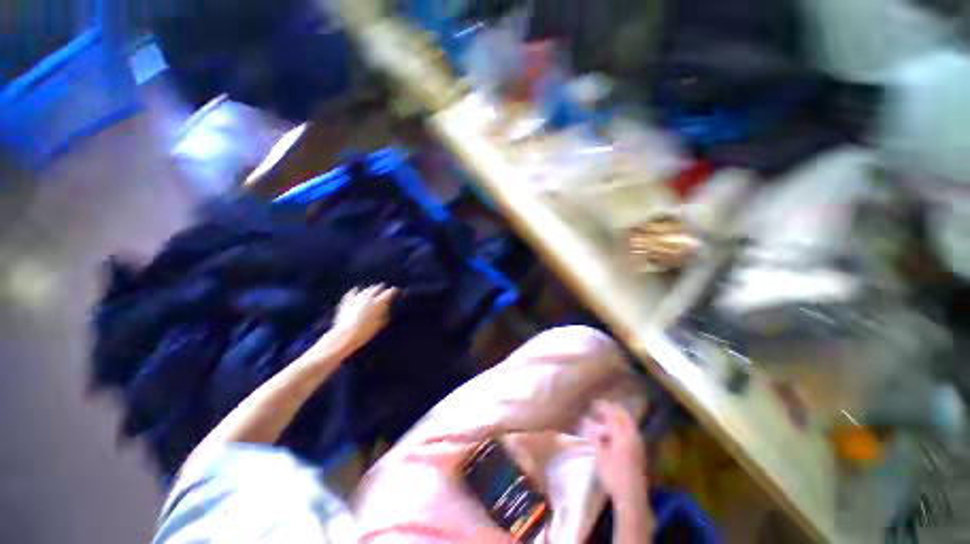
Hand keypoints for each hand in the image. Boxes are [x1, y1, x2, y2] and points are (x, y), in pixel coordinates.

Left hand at [330, 285, 396, 352]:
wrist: (346, 334)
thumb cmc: (366, 331)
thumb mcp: (380, 323)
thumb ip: (385, 313)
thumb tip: (387, 308)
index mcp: (379, 302)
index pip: (390, 292)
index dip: (395, 291)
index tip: (397, 291)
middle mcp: (369, 297)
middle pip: (378, 288)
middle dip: (383, 289)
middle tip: (385, 290)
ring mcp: (357, 297)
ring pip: (367, 289)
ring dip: (371, 290)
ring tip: (373, 291)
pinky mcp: (348, 300)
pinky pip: (353, 292)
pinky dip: (357, 291)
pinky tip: (358, 291)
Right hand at [591, 401, 648, 505]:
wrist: (631, 497)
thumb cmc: (612, 476)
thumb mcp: (599, 455)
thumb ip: (594, 436)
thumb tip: (587, 420)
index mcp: (622, 436)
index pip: (612, 415)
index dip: (603, 407)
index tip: (594, 403)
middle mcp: (633, 436)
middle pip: (624, 416)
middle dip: (613, 409)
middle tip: (601, 408)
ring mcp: (639, 444)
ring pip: (630, 423)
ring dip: (619, 416)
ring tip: (607, 417)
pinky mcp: (640, 451)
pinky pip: (632, 430)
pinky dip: (624, 425)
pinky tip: (616, 430)